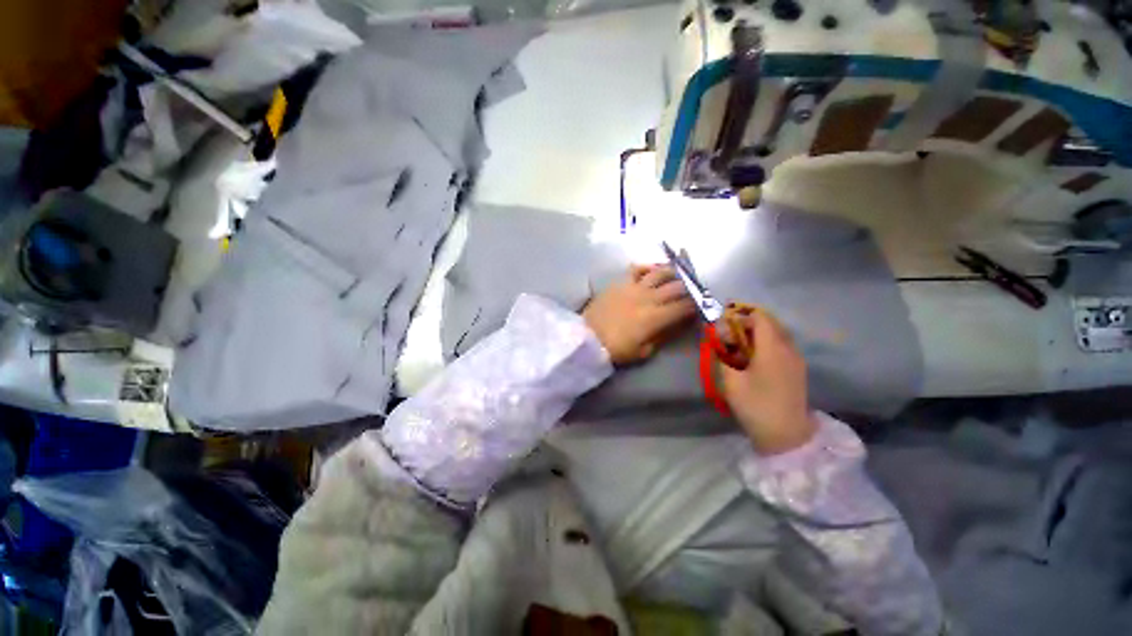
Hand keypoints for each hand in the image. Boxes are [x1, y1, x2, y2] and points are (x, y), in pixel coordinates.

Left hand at [583, 265, 695, 364]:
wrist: (588, 337)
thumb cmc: (616, 349)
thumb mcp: (644, 351)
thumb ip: (662, 336)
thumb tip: (677, 324)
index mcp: (655, 317)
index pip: (684, 307)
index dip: (696, 306)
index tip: (699, 307)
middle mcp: (648, 298)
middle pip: (677, 287)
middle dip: (689, 288)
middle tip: (693, 290)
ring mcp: (633, 287)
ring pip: (659, 272)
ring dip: (672, 273)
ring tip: (678, 275)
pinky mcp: (620, 283)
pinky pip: (636, 269)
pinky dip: (647, 268)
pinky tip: (652, 271)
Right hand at [721, 309, 815, 454]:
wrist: (787, 436)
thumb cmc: (756, 406)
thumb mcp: (730, 381)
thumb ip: (720, 356)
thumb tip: (714, 340)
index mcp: (772, 348)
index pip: (759, 317)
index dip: (740, 315)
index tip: (723, 323)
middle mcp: (788, 348)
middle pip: (769, 322)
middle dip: (746, 323)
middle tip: (728, 335)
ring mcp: (796, 358)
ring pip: (776, 333)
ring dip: (757, 333)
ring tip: (738, 346)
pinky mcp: (797, 368)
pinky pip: (781, 344)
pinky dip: (766, 343)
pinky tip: (753, 358)